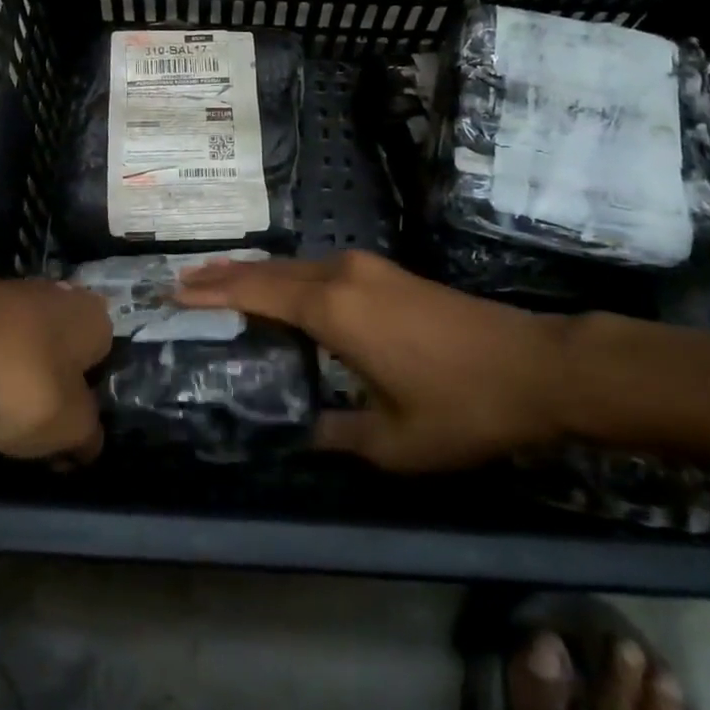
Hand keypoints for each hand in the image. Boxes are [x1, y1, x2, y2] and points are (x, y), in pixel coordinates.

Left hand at [0, 276, 112, 460]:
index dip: (89, 403)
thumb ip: (87, 436)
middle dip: (51, 388)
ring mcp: (14, 294)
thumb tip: (89, 441)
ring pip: (26, 349)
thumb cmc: (15, 379)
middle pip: (64, 354)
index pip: (105, 364)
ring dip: (16, 380)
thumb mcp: (66, 426)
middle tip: (34, 431)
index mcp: (95, 317)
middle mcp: (61, 295)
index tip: (67, 436)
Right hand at [177, 251, 566, 471]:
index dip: (212, 290)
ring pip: (295, 266)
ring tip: (222, 284)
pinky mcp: (387, 273)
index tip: (173, 289)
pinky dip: (289, 279)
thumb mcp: (393, 442)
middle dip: (226, 276)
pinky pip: (320, 270)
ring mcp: (368, 268)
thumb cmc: (460, 405)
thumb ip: (337, 435)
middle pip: (270, 270)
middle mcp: (342, 274)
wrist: (536, 366)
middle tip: (186, 283)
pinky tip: (284, 294)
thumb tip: (304, 430)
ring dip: (258, 275)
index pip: (255, 291)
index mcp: (332, 308)